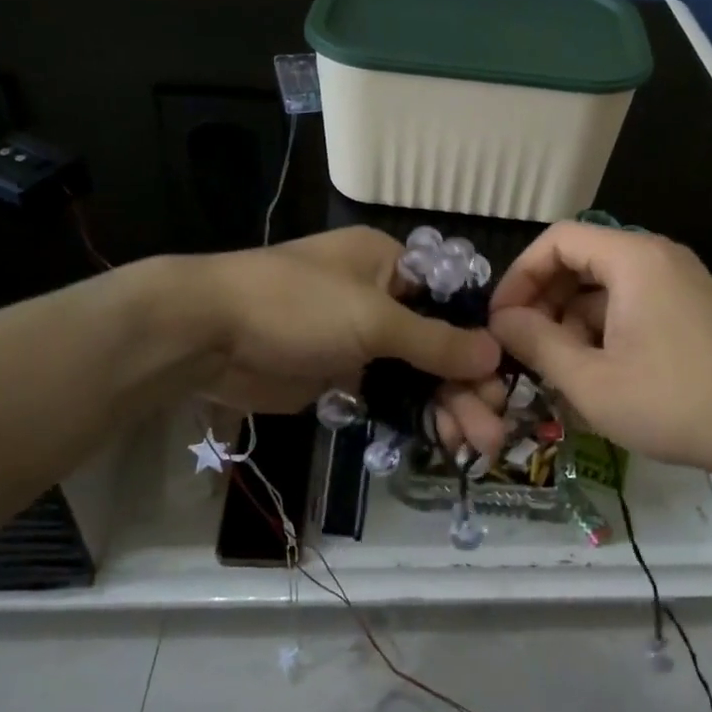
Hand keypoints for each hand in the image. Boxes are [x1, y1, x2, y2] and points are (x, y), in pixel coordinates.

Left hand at [181, 227, 500, 419]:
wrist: (206, 335)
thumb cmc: (295, 307)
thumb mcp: (373, 319)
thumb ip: (436, 341)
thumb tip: (495, 353)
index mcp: (389, 264)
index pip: (452, 301)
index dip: (481, 341)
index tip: (504, 382)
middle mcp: (380, 298)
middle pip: (438, 344)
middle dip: (466, 386)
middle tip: (493, 433)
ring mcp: (358, 339)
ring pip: (416, 375)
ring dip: (445, 407)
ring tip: (473, 448)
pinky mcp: (338, 375)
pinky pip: (387, 396)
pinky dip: (412, 417)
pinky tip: (440, 443)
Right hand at [487, 222, 711, 481]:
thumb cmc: (675, 404)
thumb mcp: (591, 381)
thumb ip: (537, 343)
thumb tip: (501, 321)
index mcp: (633, 259)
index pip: (557, 240)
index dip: (519, 276)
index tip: (500, 321)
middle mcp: (657, 257)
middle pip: (581, 259)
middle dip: (544, 300)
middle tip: (524, 347)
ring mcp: (680, 281)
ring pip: (605, 285)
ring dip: (571, 319)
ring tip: (558, 368)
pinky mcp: (692, 308)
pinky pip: (632, 303)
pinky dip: (604, 328)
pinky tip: (597, 372)